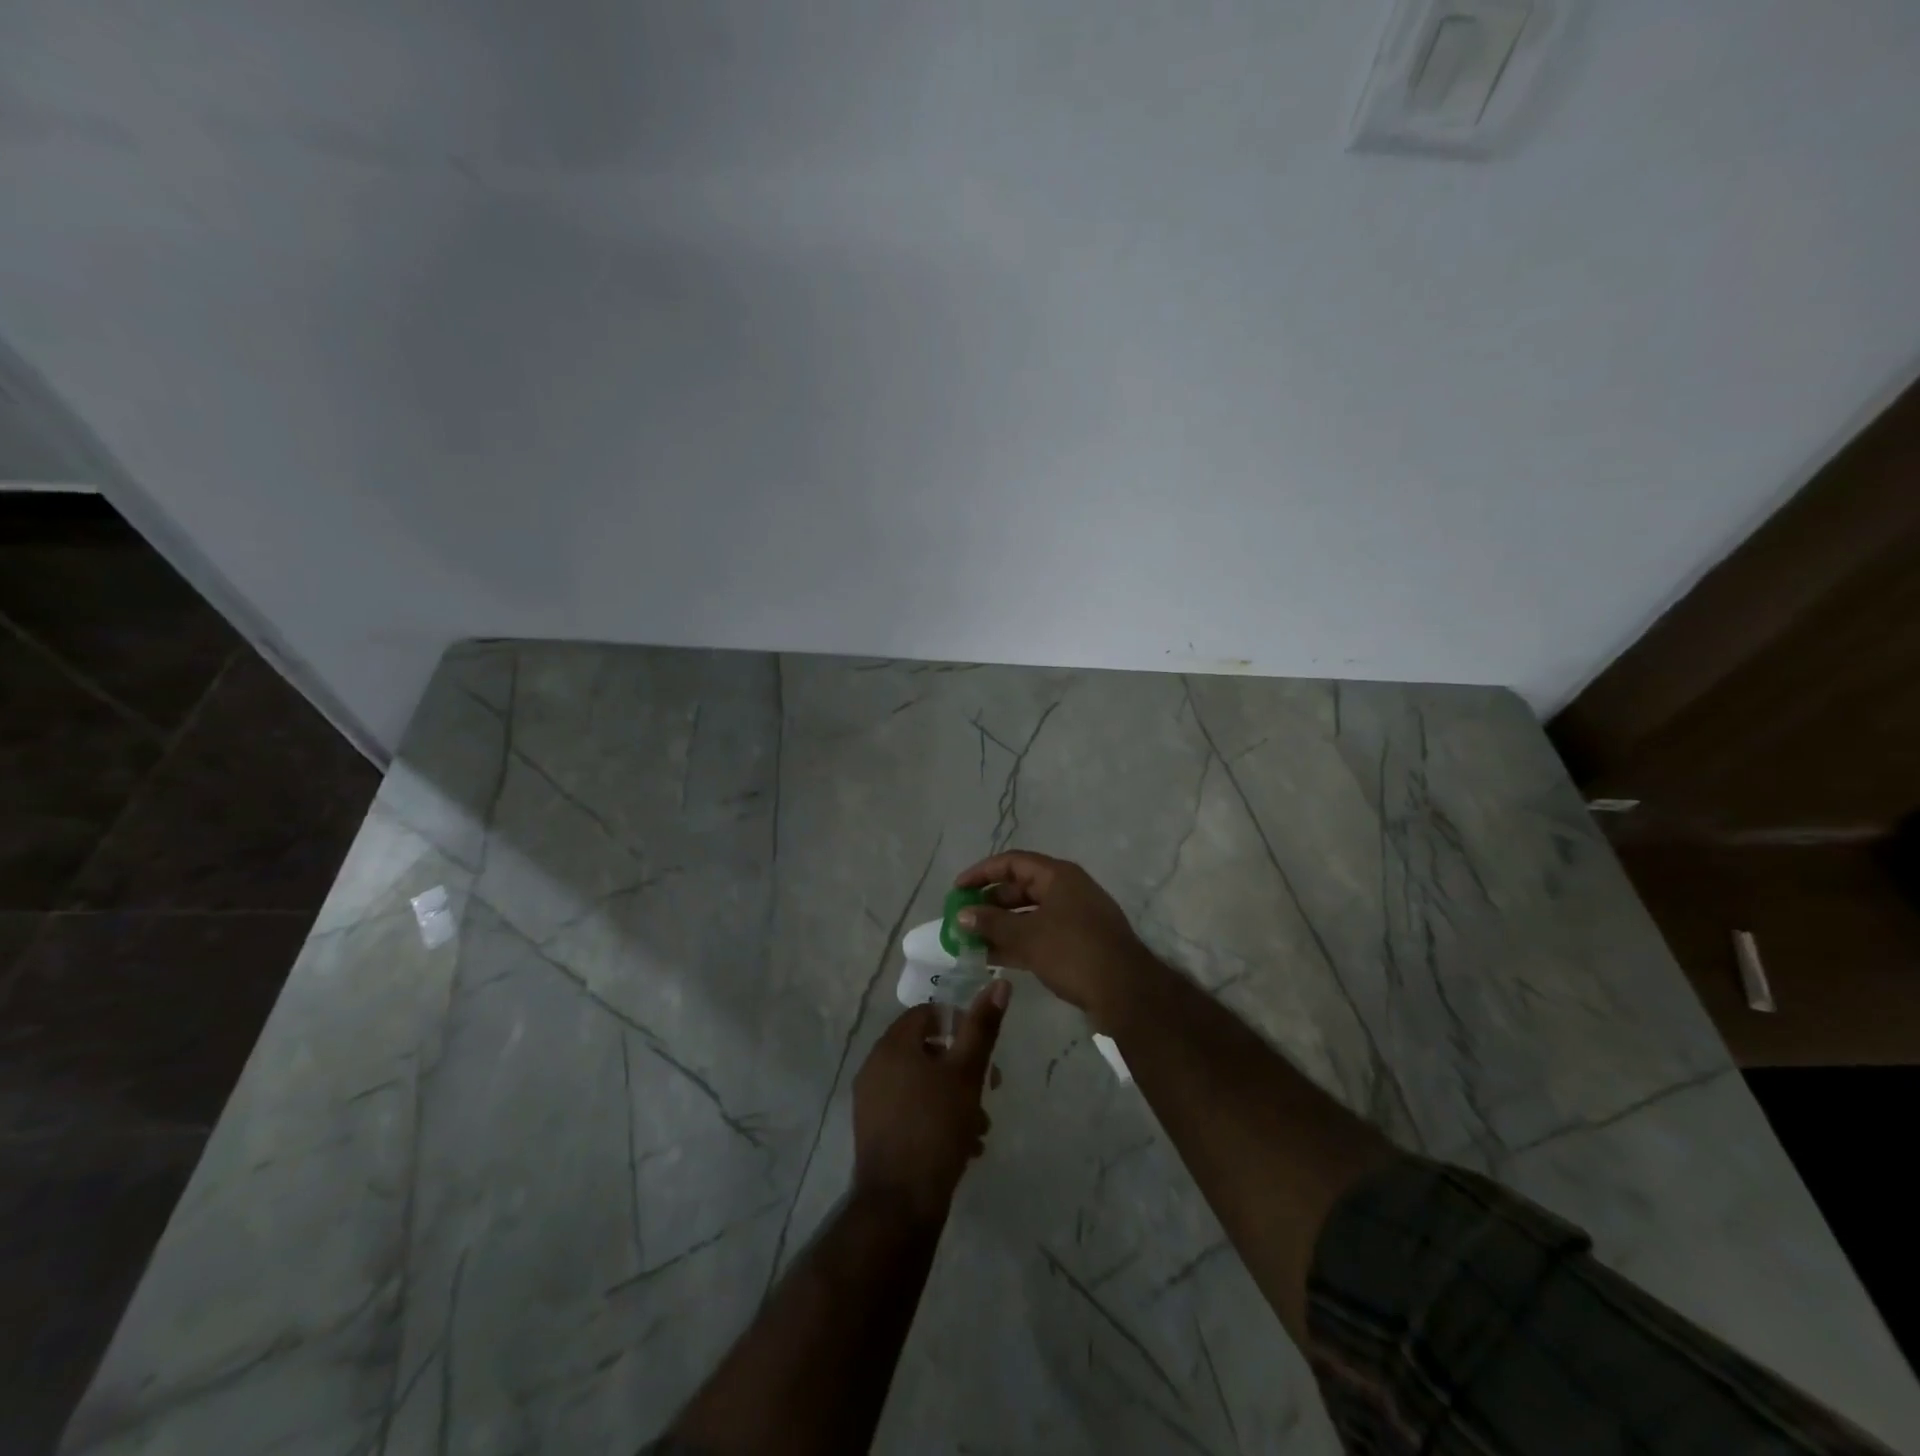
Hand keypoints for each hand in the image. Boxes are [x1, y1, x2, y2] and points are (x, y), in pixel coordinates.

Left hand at [852, 981, 1009, 1221]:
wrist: (899, 1204)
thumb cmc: (935, 1127)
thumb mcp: (967, 1073)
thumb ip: (982, 1027)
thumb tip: (999, 983)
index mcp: (892, 1045)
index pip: (927, 1014)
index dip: (960, 1025)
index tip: (984, 1051)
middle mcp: (875, 1066)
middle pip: (927, 1050)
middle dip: (963, 1068)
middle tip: (990, 1090)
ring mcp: (872, 1101)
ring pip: (922, 1084)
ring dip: (955, 1098)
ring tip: (980, 1128)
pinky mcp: (875, 1131)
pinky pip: (911, 1110)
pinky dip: (937, 1118)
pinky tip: (963, 1147)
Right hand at [953, 851, 1162, 1023]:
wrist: (1126, 992)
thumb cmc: (1074, 952)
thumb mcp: (1027, 936)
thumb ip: (991, 924)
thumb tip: (961, 915)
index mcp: (1058, 876)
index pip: (1012, 862)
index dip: (982, 873)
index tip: (957, 890)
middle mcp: (1067, 891)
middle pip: (1020, 888)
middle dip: (989, 902)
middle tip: (962, 919)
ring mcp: (1075, 918)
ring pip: (1029, 915)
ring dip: (1000, 926)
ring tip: (970, 941)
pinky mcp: (1078, 944)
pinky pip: (1040, 935)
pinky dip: (1017, 943)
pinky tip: (992, 958)